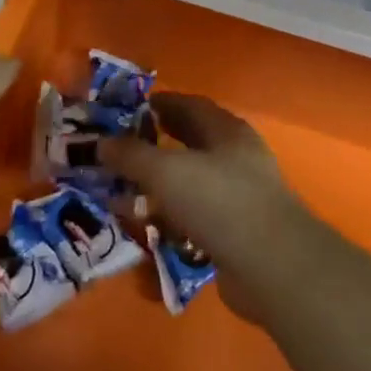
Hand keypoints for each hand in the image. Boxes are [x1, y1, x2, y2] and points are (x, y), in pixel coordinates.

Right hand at [100, 93, 316, 317]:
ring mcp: (240, 196)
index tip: (125, 111)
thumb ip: (131, 155)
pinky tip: (149, 228)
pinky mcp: (237, 232)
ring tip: (125, 193)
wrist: (270, 266)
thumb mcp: (165, 171)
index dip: (158, 104)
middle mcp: (237, 157)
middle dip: (155, 145)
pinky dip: (172, 219)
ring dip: (160, 186)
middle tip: (119, 152)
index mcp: (226, 130)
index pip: (189, 105)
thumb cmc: (218, 201)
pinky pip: (196, 218)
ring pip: (191, 183)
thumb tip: (100, 143)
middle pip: (190, 143)